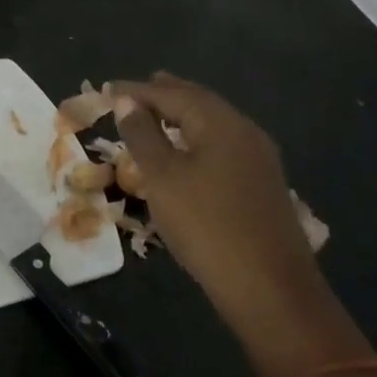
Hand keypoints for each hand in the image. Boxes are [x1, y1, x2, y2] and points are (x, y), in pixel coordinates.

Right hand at [111, 73, 354, 373]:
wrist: (269, 288)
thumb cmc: (206, 225)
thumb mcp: (163, 178)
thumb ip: (142, 135)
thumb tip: (127, 101)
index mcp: (220, 123)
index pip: (172, 94)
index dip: (137, 91)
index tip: (108, 88)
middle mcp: (244, 132)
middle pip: (199, 102)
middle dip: (165, 94)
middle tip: (135, 90)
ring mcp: (258, 159)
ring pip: (213, 124)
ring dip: (182, 115)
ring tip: (156, 114)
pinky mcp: (261, 184)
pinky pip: (222, 144)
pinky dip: (196, 137)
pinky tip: (186, 150)